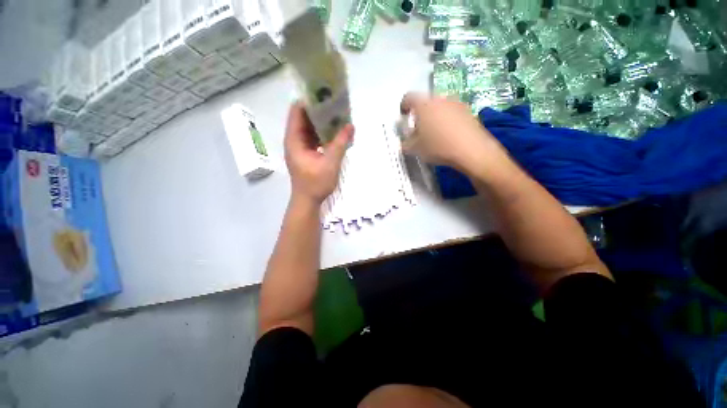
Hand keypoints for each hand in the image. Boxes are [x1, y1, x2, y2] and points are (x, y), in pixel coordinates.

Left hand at [284, 102, 353, 205]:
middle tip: (335, 103)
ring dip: (322, 122)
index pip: (297, 111)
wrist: (308, 201)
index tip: (324, 93)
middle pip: (304, 118)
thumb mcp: (330, 163)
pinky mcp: (307, 153)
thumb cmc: (316, 183)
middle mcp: (295, 140)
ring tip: (338, 114)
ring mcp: (300, 147)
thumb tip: (350, 125)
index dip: (309, 100)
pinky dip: (323, 133)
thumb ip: (340, 144)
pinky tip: (336, 132)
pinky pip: (314, 137)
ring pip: (310, 128)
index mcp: (294, 140)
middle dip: (319, 110)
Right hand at [400, 93, 506, 173]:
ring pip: (439, 106)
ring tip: (434, 132)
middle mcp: (439, 98)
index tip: (403, 116)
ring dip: (434, 115)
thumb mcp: (415, 149)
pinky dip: (446, 119)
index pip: (409, 98)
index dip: (403, 106)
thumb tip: (404, 142)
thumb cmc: (438, 147)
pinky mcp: (468, 110)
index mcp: (423, 105)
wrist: (471, 150)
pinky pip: (451, 112)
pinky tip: (448, 134)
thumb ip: (406, 143)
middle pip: (425, 102)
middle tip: (418, 128)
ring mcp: (456, 103)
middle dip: (420, 113)